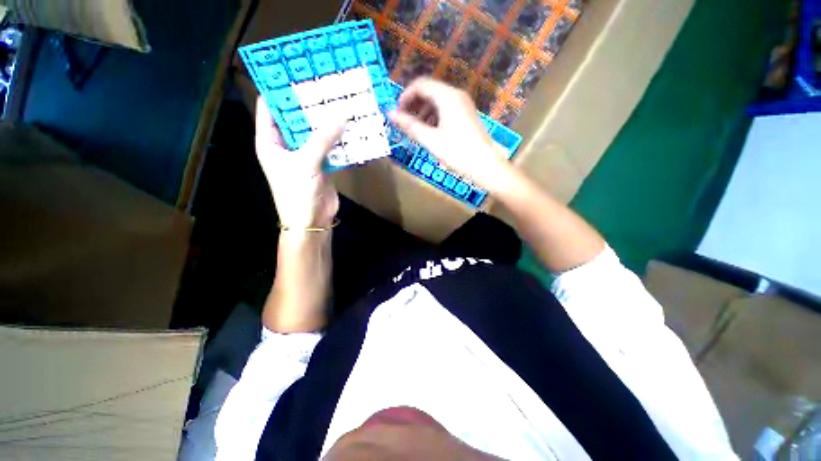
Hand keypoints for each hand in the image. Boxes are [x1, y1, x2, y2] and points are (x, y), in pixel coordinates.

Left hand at [255, 97, 344, 228]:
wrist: (312, 220)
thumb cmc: (297, 192)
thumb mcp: (306, 162)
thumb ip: (323, 138)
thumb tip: (341, 115)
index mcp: (270, 141)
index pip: (269, 108)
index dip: (279, 91)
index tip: (295, 74)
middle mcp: (286, 145)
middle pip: (295, 118)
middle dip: (308, 104)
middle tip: (324, 86)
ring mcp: (305, 154)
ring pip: (315, 132)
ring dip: (326, 121)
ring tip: (339, 102)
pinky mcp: (322, 164)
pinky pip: (329, 146)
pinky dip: (338, 138)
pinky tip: (348, 127)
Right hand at [389, 78, 511, 192]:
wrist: (485, 166)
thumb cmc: (457, 152)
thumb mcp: (430, 140)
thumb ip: (410, 125)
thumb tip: (390, 114)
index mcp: (447, 96)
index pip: (421, 85)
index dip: (405, 96)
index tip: (397, 113)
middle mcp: (456, 95)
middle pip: (429, 91)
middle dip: (414, 105)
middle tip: (404, 122)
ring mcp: (463, 105)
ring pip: (437, 101)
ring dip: (423, 112)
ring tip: (415, 130)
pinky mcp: (467, 116)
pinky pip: (446, 110)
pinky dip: (434, 117)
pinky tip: (430, 132)